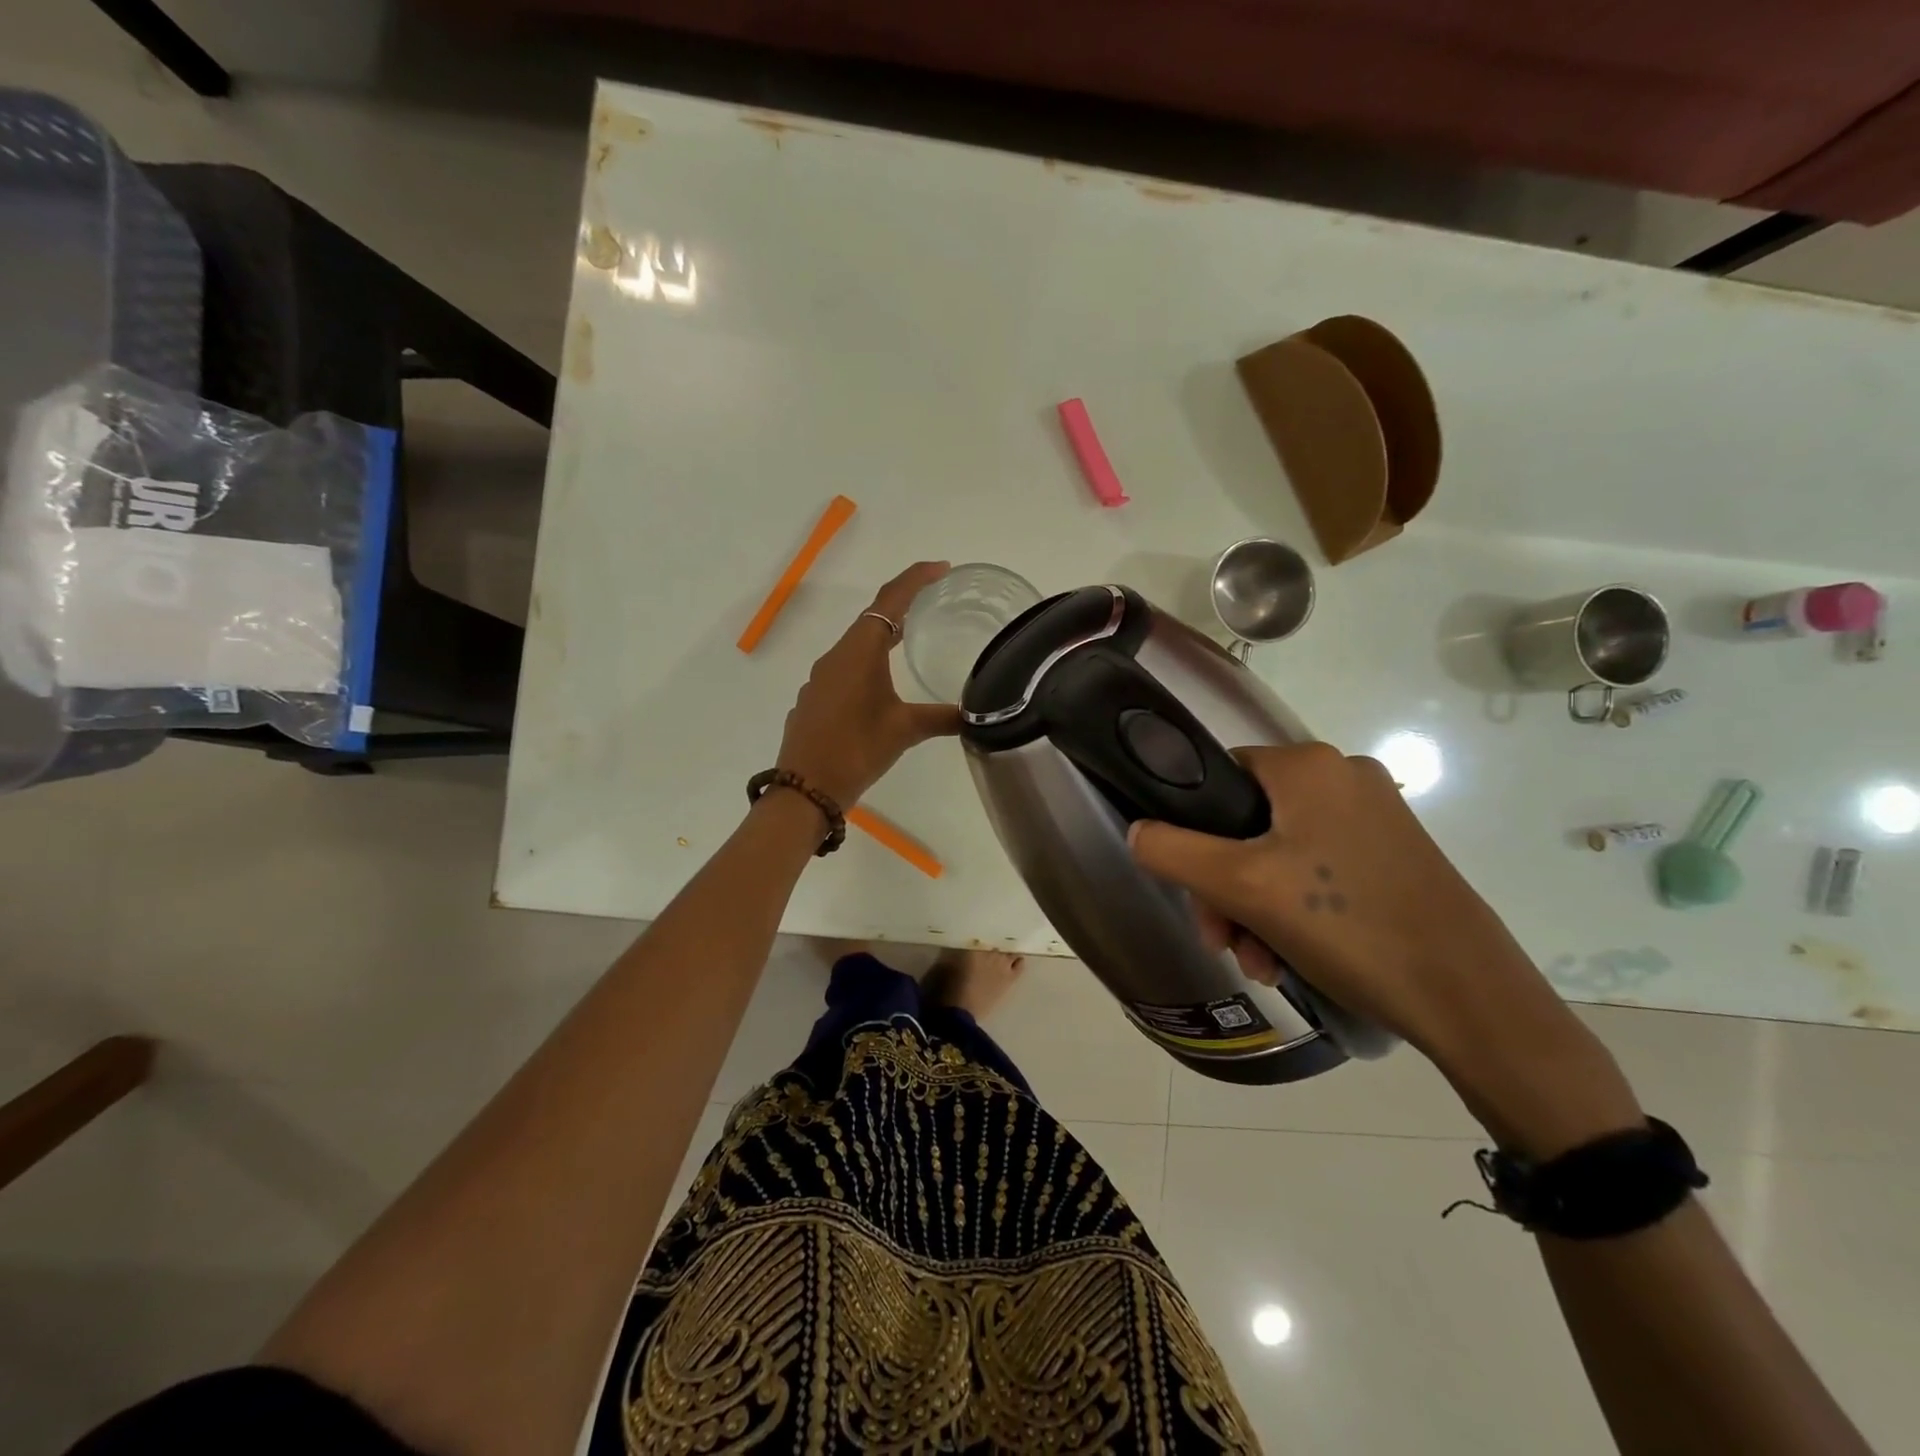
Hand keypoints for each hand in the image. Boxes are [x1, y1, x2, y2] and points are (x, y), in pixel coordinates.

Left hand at [774, 561, 960, 807]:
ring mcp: (820, 678)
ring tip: (911, 638)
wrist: (805, 789)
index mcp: (860, 652)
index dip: (916, 579)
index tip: (942, 568)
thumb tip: (977, 715)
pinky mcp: (814, 698)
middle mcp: (836, 656)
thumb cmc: (856, 751)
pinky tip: (879, 684)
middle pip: (873, 617)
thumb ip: (942, 718)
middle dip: (903, 604)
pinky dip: (866, 662)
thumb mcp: (904, 731)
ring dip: (883, 634)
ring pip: (856, 643)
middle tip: (934, 600)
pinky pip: (844, 667)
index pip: (890, 600)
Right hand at [1127, 744, 1640, 1152]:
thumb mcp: (1242, 887)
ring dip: (1253, 907)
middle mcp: (1344, 778)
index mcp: (1309, 766)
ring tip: (1257, 962)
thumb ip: (1173, 851)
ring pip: (1278, 853)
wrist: (1471, 998)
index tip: (1191, 888)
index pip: (1217, 774)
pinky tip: (1287, 959)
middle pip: (1246, 821)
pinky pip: (1316, 871)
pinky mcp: (1392, 856)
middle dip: (1223, 885)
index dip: (1191, 828)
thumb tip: (1137, 831)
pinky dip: (1292, 910)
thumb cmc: (1348, 925)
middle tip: (1222, 940)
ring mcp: (1374, 818)